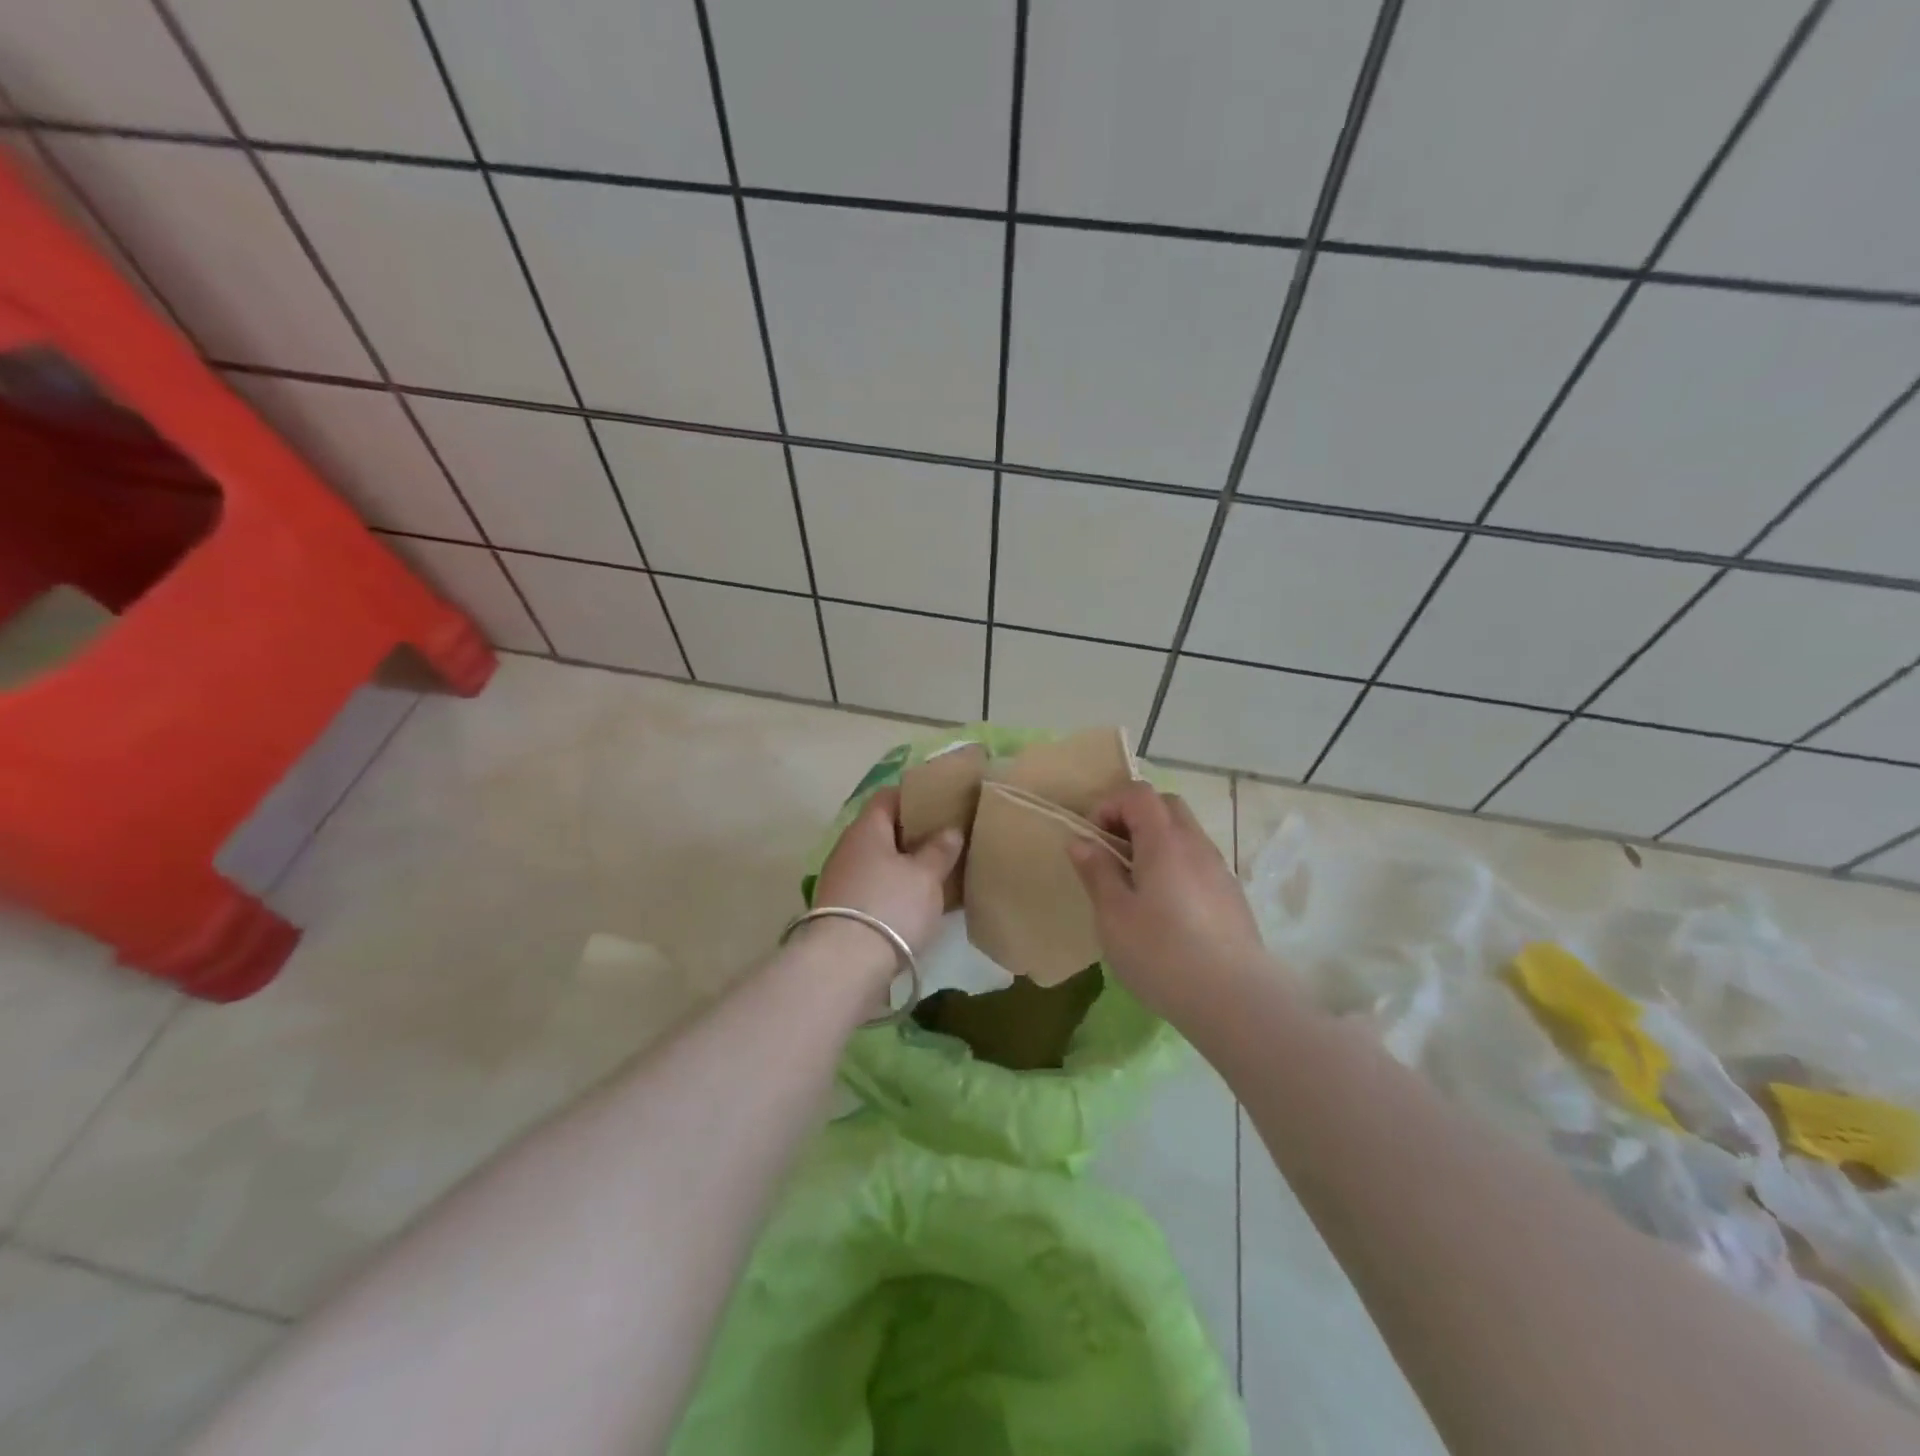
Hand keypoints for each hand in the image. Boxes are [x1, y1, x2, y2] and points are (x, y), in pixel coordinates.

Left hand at [811, 788, 963, 955]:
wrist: (845, 965)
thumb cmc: (891, 905)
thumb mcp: (926, 876)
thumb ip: (939, 850)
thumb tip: (949, 831)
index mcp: (866, 829)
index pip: (888, 797)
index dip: (914, 797)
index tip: (941, 804)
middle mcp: (848, 848)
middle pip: (882, 831)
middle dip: (912, 835)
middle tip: (946, 840)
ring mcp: (840, 880)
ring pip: (878, 862)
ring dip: (903, 865)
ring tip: (937, 873)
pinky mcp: (841, 911)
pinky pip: (873, 888)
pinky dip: (893, 890)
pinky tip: (916, 903)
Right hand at [1067, 782, 1271, 1020]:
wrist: (1236, 1000)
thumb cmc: (1163, 954)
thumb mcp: (1114, 915)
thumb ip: (1097, 872)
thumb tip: (1082, 841)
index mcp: (1165, 841)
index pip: (1138, 793)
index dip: (1109, 805)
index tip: (1093, 839)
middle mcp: (1196, 844)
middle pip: (1166, 806)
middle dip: (1133, 818)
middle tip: (1113, 854)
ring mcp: (1219, 869)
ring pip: (1184, 834)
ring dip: (1155, 843)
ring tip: (1135, 885)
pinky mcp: (1231, 896)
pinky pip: (1197, 862)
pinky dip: (1175, 866)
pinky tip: (1165, 910)